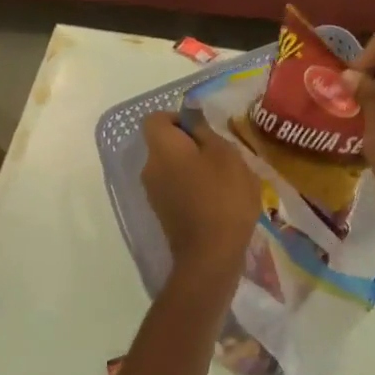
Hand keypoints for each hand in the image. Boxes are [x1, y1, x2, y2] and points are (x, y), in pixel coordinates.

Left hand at [140, 111, 261, 293]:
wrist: (210, 256)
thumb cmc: (222, 197)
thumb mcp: (225, 154)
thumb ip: (205, 131)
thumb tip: (192, 117)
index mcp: (162, 148)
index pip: (156, 118)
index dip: (178, 117)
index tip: (203, 130)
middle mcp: (149, 168)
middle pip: (164, 143)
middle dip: (191, 144)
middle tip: (221, 153)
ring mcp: (153, 193)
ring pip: (171, 166)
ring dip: (193, 166)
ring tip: (224, 178)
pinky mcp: (163, 213)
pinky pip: (175, 187)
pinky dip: (192, 187)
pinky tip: (217, 199)